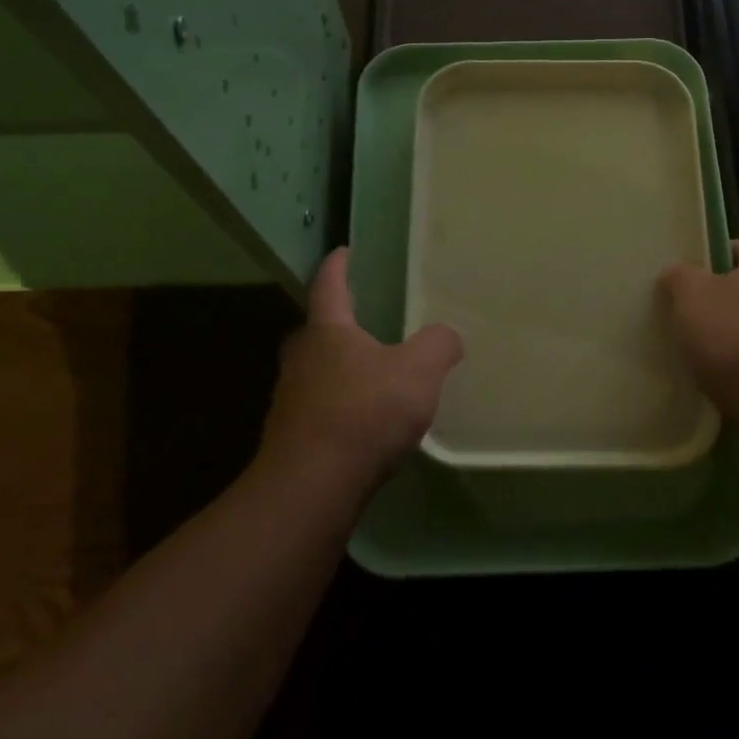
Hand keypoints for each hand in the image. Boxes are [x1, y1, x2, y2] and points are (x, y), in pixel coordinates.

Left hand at [261, 248, 463, 493]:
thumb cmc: (363, 414)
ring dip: (341, 368)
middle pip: (318, 329)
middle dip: (339, 322)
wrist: (310, 488)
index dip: (338, 265)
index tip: (344, 250)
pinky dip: (340, 405)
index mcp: (327, 330)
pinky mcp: (291, 437)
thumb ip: (438, 345)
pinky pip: (320, 407)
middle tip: (365, 319)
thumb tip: (448, 335)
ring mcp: (291, 399)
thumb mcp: (418, 372)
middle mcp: (301, 358)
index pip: (329, 283)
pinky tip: (365, 422)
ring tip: (373, 373)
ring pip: (317, 371)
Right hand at [659, 240, 738, 418]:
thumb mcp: (691, 295)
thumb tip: (676, 271)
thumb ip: (680, 276)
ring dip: (733, 335)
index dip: (720, 253)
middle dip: (724, 297)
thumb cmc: (735, 337)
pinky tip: (717, 380)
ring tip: (698, 349)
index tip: (692, 269)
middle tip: (690, 310)